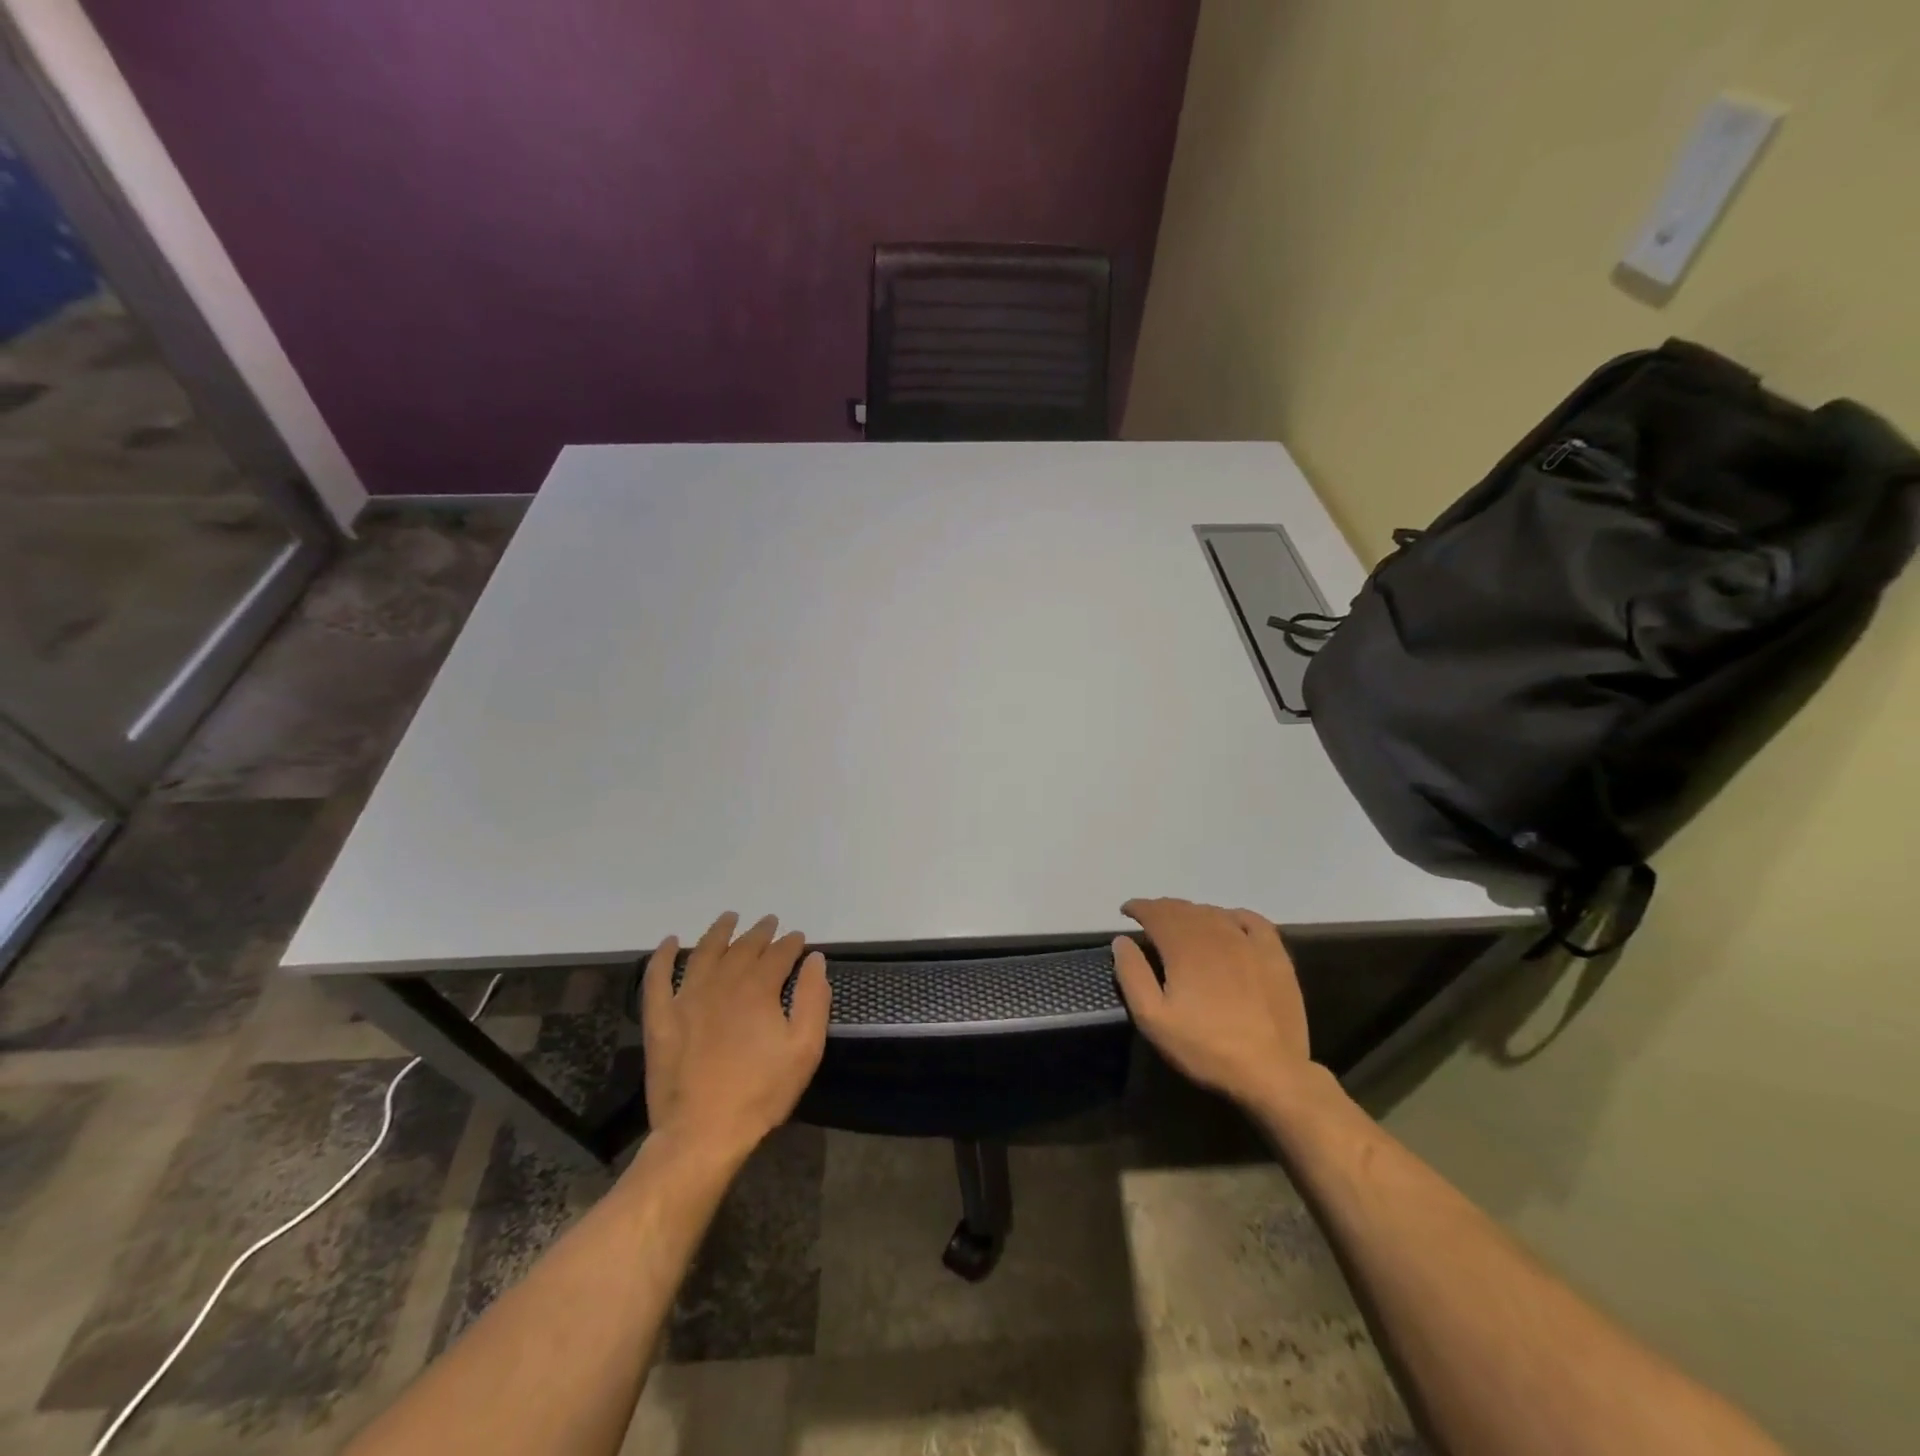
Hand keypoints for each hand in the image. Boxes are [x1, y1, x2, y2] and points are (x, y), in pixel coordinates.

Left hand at [640, 912, 830, 1162]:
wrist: (702, 1133)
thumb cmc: (761, 1092)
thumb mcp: (805, 1049)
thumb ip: (814, 999)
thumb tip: (814, 960)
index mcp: (758, 988)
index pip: (779, 954)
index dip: (791, 943)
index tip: (799, 939)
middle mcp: (722, 982)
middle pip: (743, 947)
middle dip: (760, 933)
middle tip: (769, 922)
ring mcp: (687, 998)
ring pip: (704, 952)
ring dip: (718, 932)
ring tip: (729, 918)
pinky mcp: (661, 1019)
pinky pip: (657, 979)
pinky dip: (663, 957)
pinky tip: (670, 942)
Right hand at [1112, 898, 1313, 1107]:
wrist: (1270, 1072)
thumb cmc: (1205, 1047)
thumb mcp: (1153, 1019)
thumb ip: (1132, 975)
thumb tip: (1121, 940)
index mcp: (1183, 948)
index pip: (1156, 913)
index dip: (1139, 907)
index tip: (1126, 911)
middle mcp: (1215, 935)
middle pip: (1184, 909)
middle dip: (1162, 909)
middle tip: (1150, 918)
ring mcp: (1248, 943)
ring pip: (1214, 913)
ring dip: (1192, 912)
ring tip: (1182, 922)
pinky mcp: (1275, 956)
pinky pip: (1253, 921)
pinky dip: (1234, 915)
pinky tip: (1229, 922)